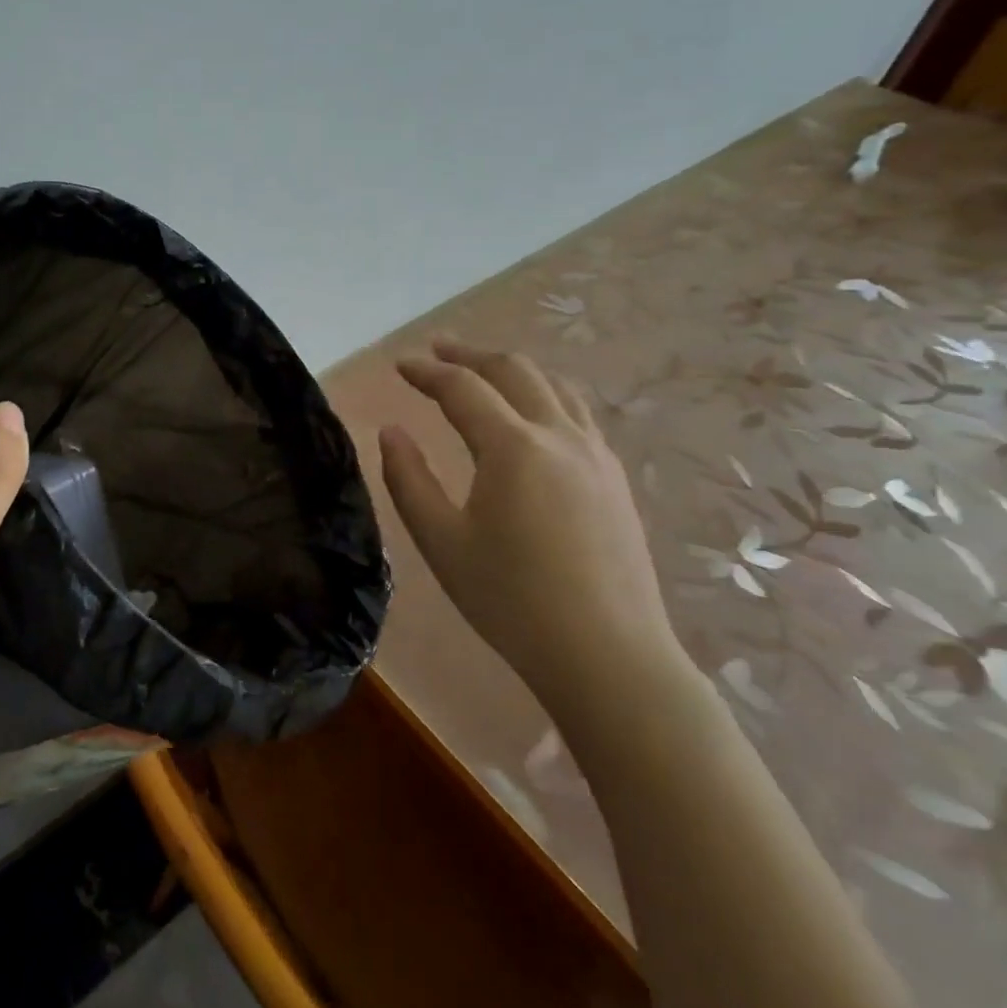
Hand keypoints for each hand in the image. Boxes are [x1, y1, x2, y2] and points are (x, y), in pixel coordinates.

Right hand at [378, 339, 686, 715]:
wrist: (609, 656)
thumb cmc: (512, 601)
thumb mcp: (441, 542)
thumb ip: (409, 479)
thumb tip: (392, 432)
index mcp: (513, 447)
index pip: (462, 387)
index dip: (426, 372)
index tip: (399, 365)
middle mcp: (559, 435)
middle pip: (513, 370)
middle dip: (470, 355)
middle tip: (437, 351)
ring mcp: (595, 454)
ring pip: (553, 385)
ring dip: (511, 368)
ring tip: (483, 370)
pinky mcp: (614, 478)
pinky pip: (577, 412)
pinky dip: (544, 393)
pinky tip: (532, 414)